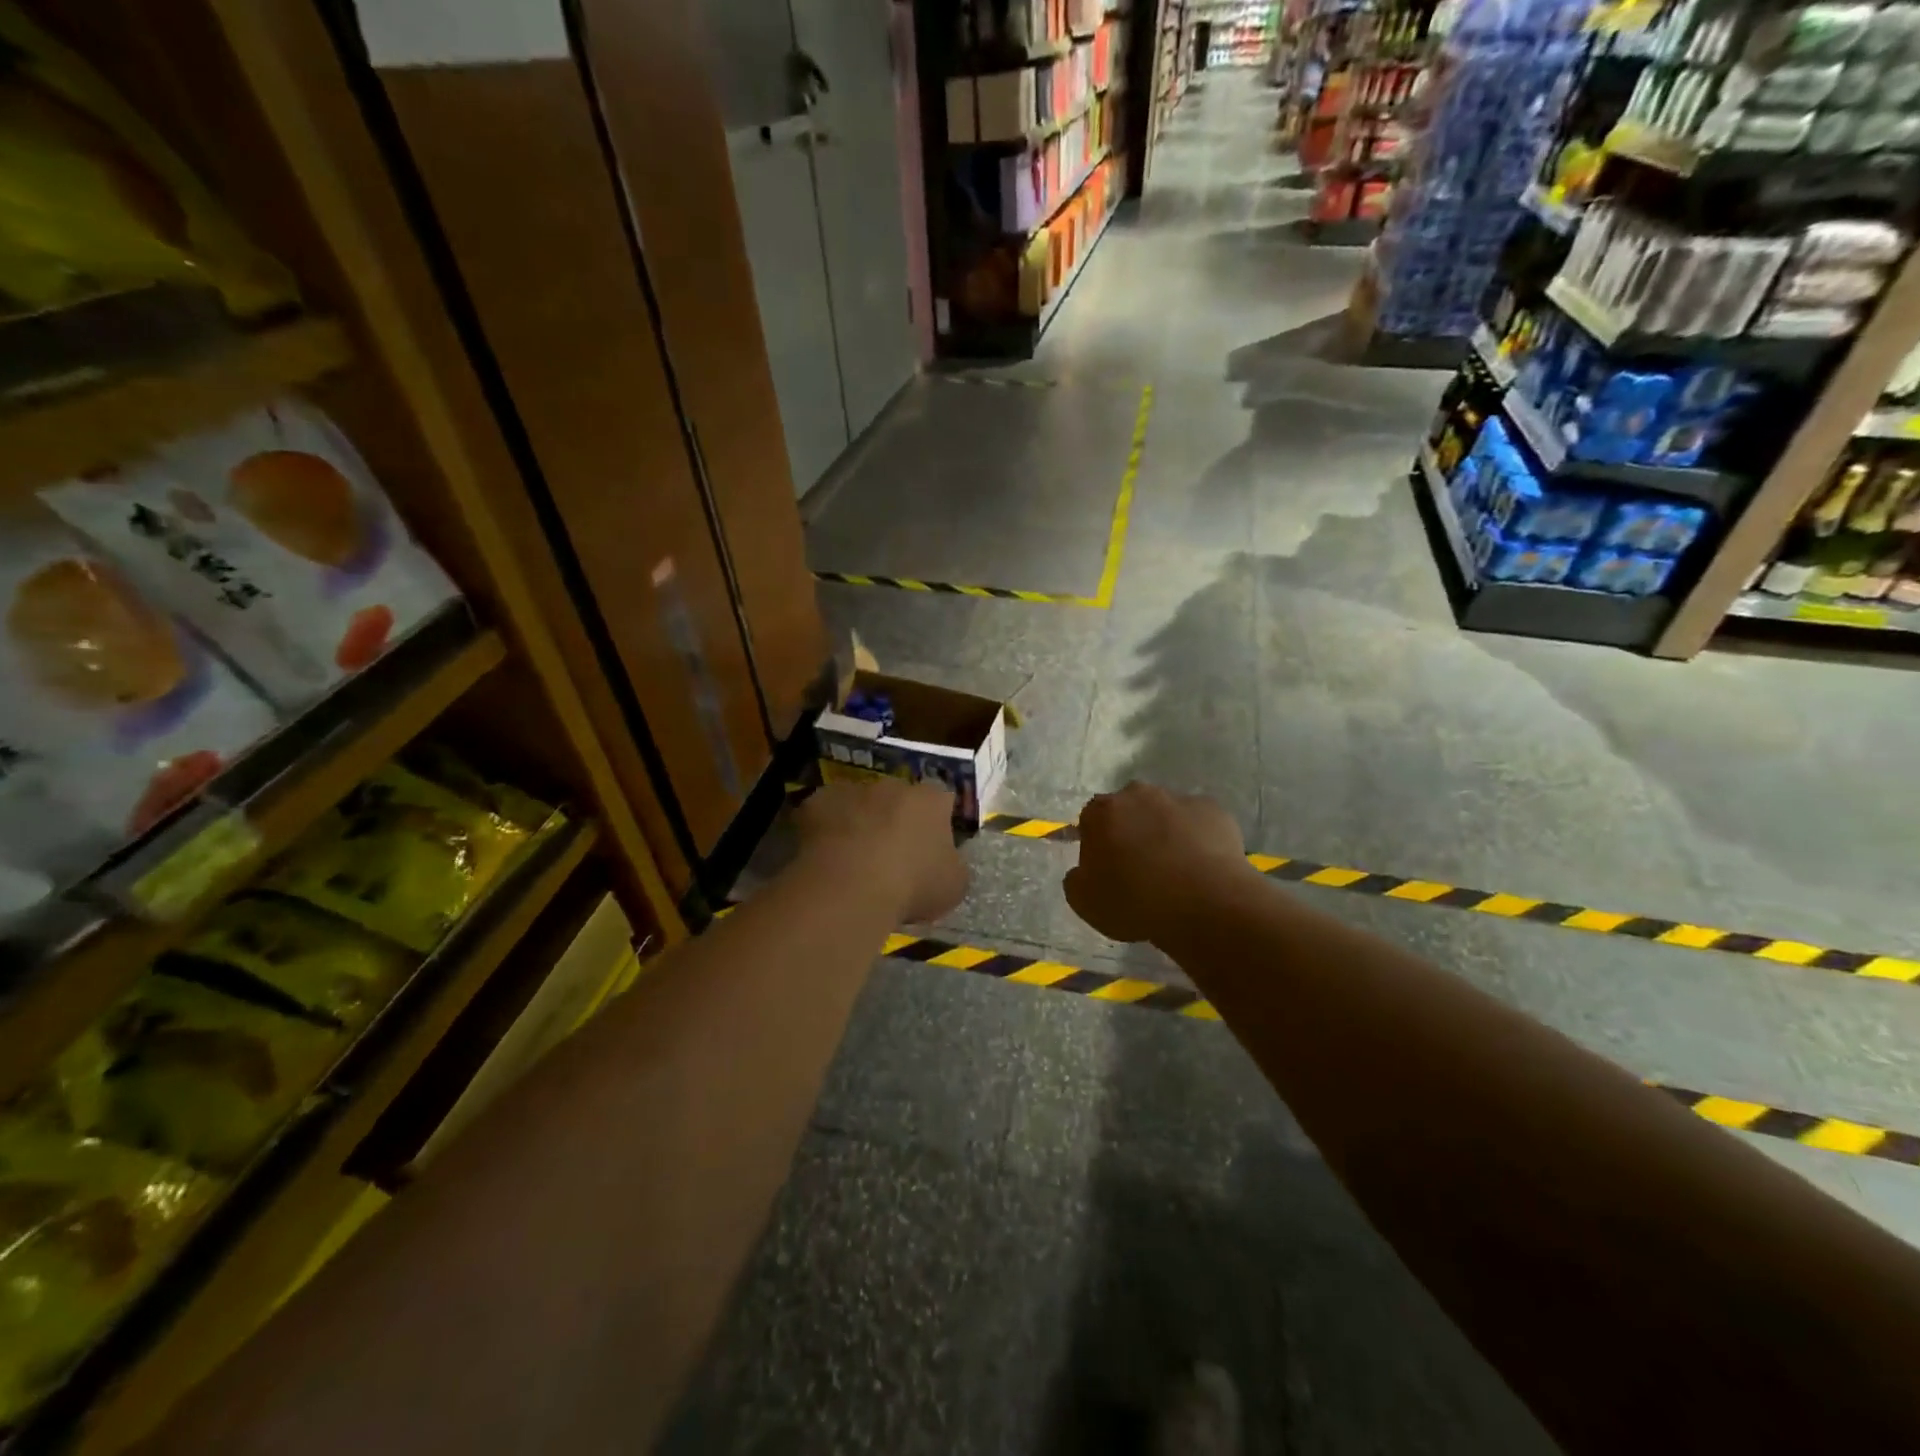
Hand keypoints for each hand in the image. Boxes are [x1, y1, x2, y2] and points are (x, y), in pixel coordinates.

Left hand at [795, 778, 967, 923]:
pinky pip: (824, 813)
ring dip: (860, 821)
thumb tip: (945, 862)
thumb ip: (952, 865)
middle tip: (891, 852)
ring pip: (859, 801)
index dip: (937, 820)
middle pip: (898, 796)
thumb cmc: (912, 885)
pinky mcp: (817, 802)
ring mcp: (853, 790)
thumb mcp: (953, 886)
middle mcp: (893, 786)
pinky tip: (825, 856)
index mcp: (931, 801)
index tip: (932, 845)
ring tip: (854, 857)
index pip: (942, 799)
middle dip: (896, 817)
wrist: (850, 887)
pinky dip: (825, 828)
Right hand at [1064, 782, 1250, 943]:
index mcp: (1102, 812)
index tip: (1106, 869)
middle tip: (1139, 867)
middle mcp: (1138, 794)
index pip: (1090, 819)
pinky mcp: (1215, 810)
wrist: (1205, 903)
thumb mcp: (1085, 902)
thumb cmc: (1136, 902)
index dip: (1096, 843)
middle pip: (1129, 810)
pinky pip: (1199, 822)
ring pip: (1165, 813)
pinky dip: (1197, 838)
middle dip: (1131, 830)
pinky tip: (1202, 867)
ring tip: (1176, 870)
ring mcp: (1179, 799)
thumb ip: (1076, 879)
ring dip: (1165, 832)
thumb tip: (1083, 870)